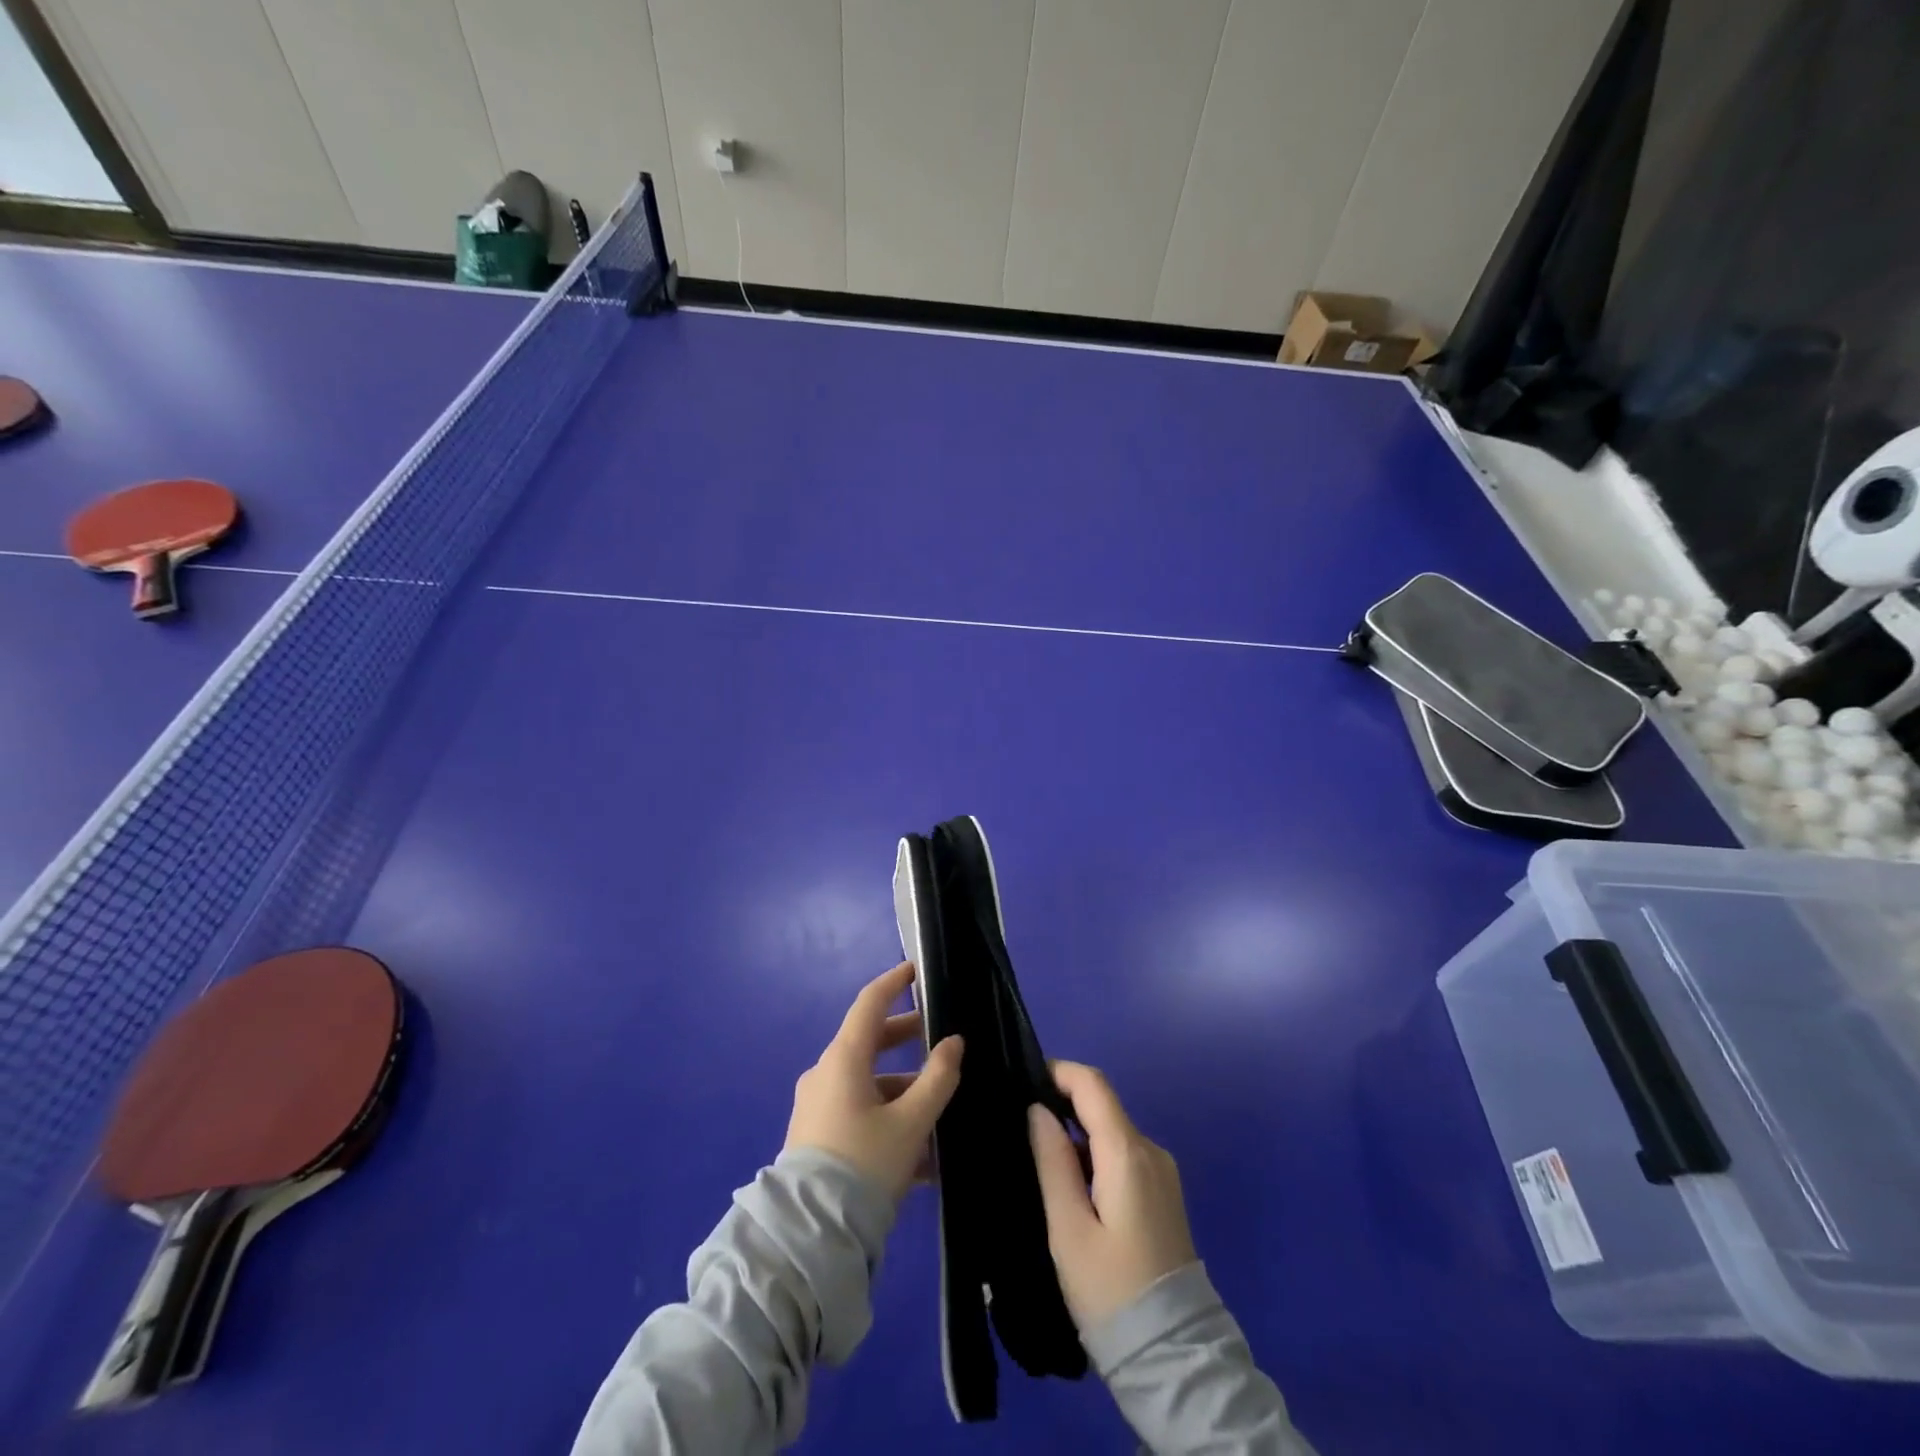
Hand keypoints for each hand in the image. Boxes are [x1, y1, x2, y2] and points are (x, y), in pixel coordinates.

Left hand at [784, 962, 963, 1200]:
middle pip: (870, 1043)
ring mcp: (819, 1106)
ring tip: (942, 1113)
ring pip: (869, 1084)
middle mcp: (827, 1074)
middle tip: (940, 1039)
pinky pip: (860, 1114)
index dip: (894, 982)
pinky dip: (889, 1120)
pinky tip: (922, 1156)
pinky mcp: (817, 1137)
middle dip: (907, 1039)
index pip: (870, 1003)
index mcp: (844, 1058)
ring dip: (904, 1091)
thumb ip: (938, 1078)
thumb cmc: (864, 1164)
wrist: (810, 1235)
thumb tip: (954, 1042)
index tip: (916, 970)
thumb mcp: (911, 1122)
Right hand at [1028, 1060, 1196, 1330]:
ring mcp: (1162, 1171)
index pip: (1093, 1084)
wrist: (1174, 1357)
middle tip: (1022, 1125)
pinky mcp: (1164, 1192)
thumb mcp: (1068, 1229)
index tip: (1023, 1081)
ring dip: (1077, 1132)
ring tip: (1040, 1156)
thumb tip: (1037, 1109)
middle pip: (1103, 1104)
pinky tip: (1072, 1182)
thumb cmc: (1111, 1291)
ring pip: (1112, 1129)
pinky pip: (1124, 1153)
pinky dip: (1095, 1153)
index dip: (1058, 1072)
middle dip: (1063, 1103)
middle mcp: (1151, 1150)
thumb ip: (1052, 1161)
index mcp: (1128, 1153)